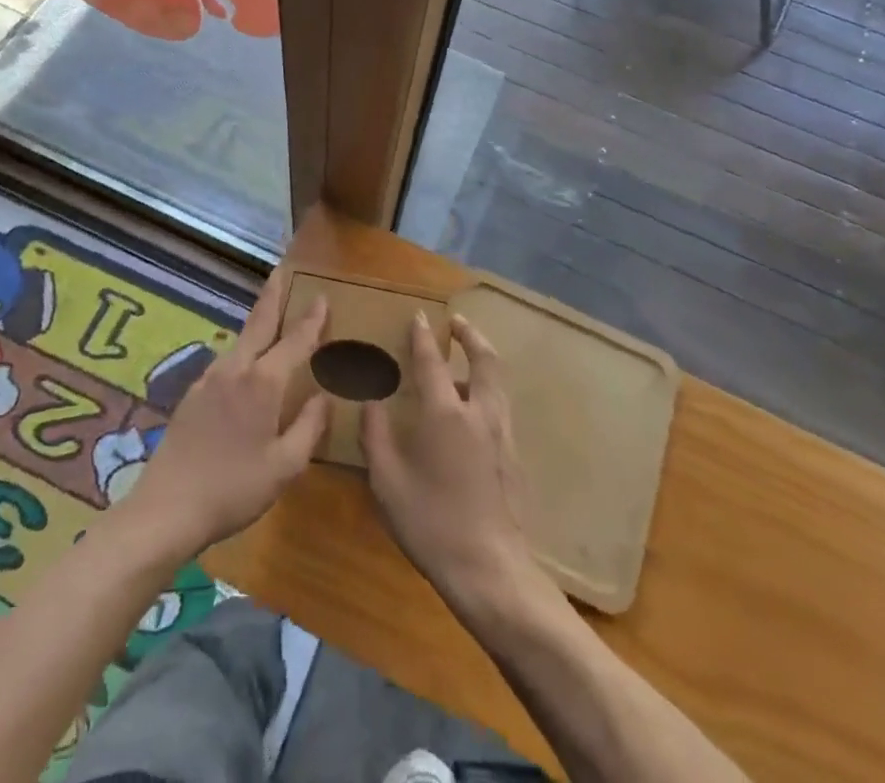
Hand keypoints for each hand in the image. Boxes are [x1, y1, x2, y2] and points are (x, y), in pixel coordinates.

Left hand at [119, 269, 329, 561]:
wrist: (165, 509)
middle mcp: (235, 369)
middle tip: (282, 270)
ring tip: (271, 314)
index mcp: (262, 383)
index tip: (322, 296)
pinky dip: (244, 349)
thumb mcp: (284, 466)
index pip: (294, 341)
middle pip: (259, 322)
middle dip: (273, 294)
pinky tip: (246, 363)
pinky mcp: (192, 395)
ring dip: (257, 322)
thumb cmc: (233, 489)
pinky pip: (227, 360)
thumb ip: (309, 427)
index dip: (311, 320)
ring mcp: (208, 379)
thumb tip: (323, 396)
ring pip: (240, 341)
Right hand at [361, 313, 543, 619]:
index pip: (433, 361)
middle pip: (484, 359)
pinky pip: (501, 406)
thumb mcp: (387, 482)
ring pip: (497, 382)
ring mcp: (502, 433)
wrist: (490, 569)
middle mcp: (479, 412)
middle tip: (457, 323)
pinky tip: (473, 409)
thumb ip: (376, 437)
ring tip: (465, 361)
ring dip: (482, 360)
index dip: (423, 336)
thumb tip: (370, 403)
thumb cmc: (432, 524)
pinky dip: (488, 389)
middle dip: (471, 335)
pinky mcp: (514, 455)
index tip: (420, 315)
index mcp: (445, 413)